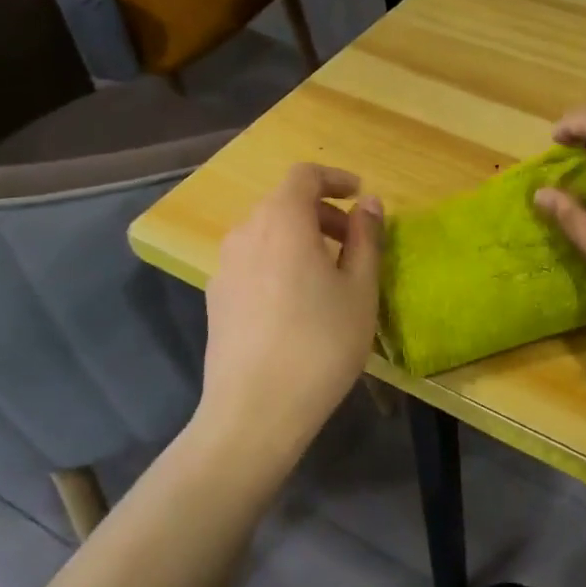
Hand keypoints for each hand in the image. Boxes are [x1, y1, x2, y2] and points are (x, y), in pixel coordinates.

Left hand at [198, 164, 381, 452]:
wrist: (255, 410)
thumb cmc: (321, 343)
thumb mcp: (360, 289)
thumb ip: (366, 238)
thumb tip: (369, 203)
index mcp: (283, 222)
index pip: (304, 176)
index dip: (335, 178)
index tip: (360, 197)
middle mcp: (246, 232)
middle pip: (283, 203)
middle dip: (322, 212)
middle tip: (354, 242)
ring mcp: (225, 265)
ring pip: (267, 232)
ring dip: (300, 237)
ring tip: (329, 274)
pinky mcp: (216, 296)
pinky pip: (253, 260)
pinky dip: (279, 260)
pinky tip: (297, 302)